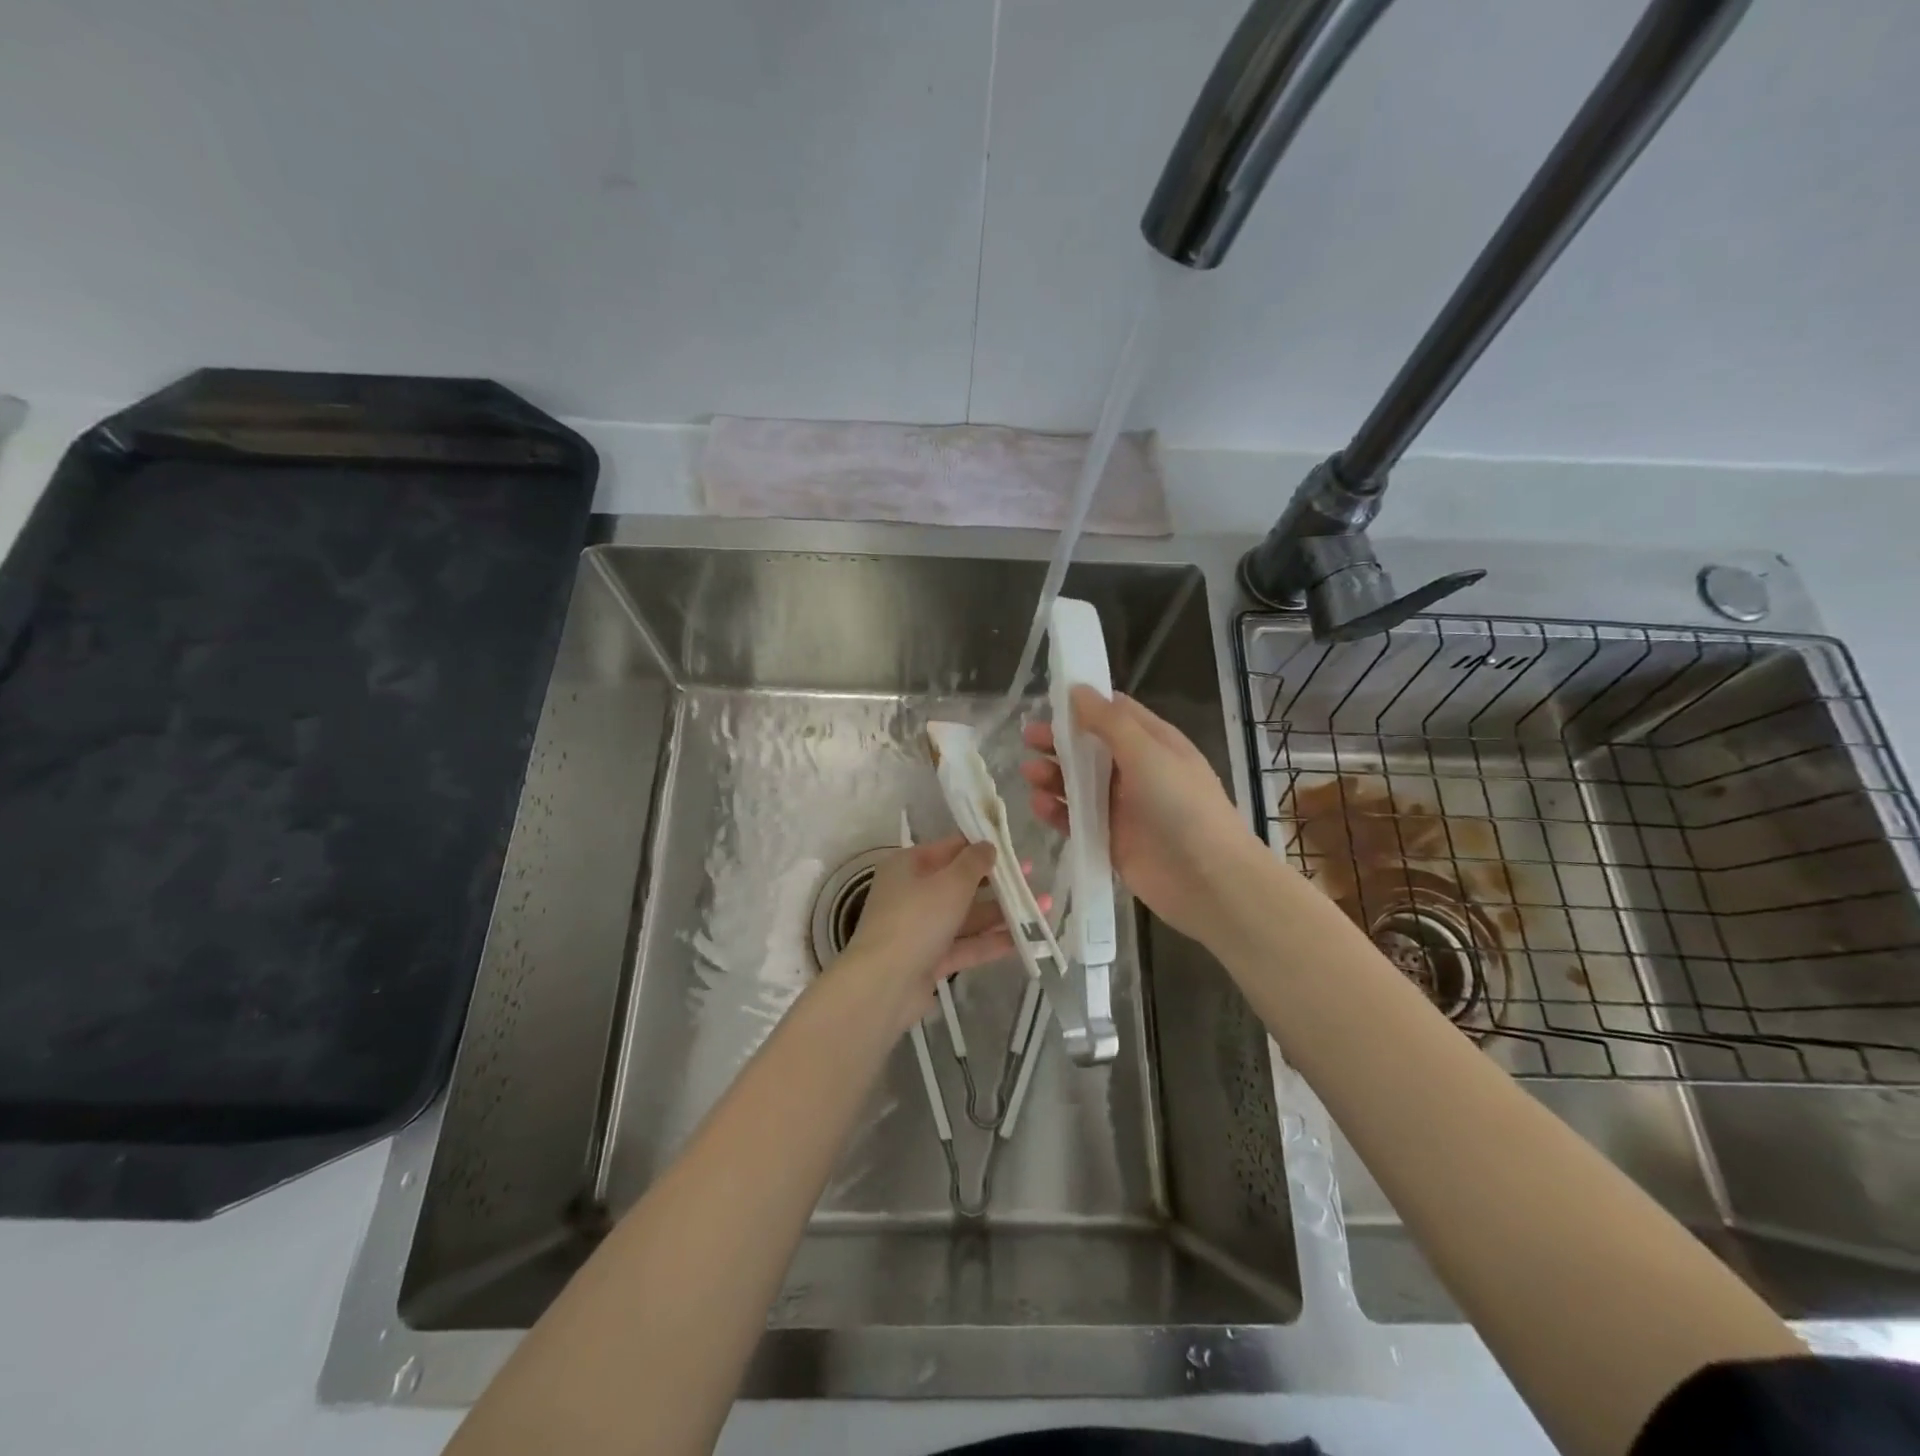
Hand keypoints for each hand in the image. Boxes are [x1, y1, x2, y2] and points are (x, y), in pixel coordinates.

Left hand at [841, 834, 1040, 1025]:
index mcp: (908, 866)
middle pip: (960, 883)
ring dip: (1002, 912)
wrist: (884, 984)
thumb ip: (974, 862)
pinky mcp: (929, 960)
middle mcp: (911, 894)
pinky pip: (965, 945)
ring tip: (1044, 907)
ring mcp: (920, 929)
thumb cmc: (916, 919)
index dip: (982, 846)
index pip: (949, 848)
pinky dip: (991, 941)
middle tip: (1033, 876)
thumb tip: (988, 845)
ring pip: (966, 916)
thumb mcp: (950, 882)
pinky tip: (1025, 939)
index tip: (1013, 848)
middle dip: (998, 882)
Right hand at [1021, 685, 1258, 942]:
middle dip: (1059, 741)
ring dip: (1053, 775)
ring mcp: (1122, 807)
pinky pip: (1076, 820)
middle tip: (1028, 738)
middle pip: (1090, 748)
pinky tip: (1040, 806)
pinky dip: (1057, 811)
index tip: (1049, 702)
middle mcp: (1137, 771)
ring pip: (1078, 784)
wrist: (1208, 880)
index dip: (1083, 705)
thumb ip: (1109, 721)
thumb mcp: (1147, 752)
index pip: (1114, 713)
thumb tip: (1077, 689)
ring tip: (1030, 774)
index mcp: (1153, 743)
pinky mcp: (1109, 840)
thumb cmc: (1182, 805)